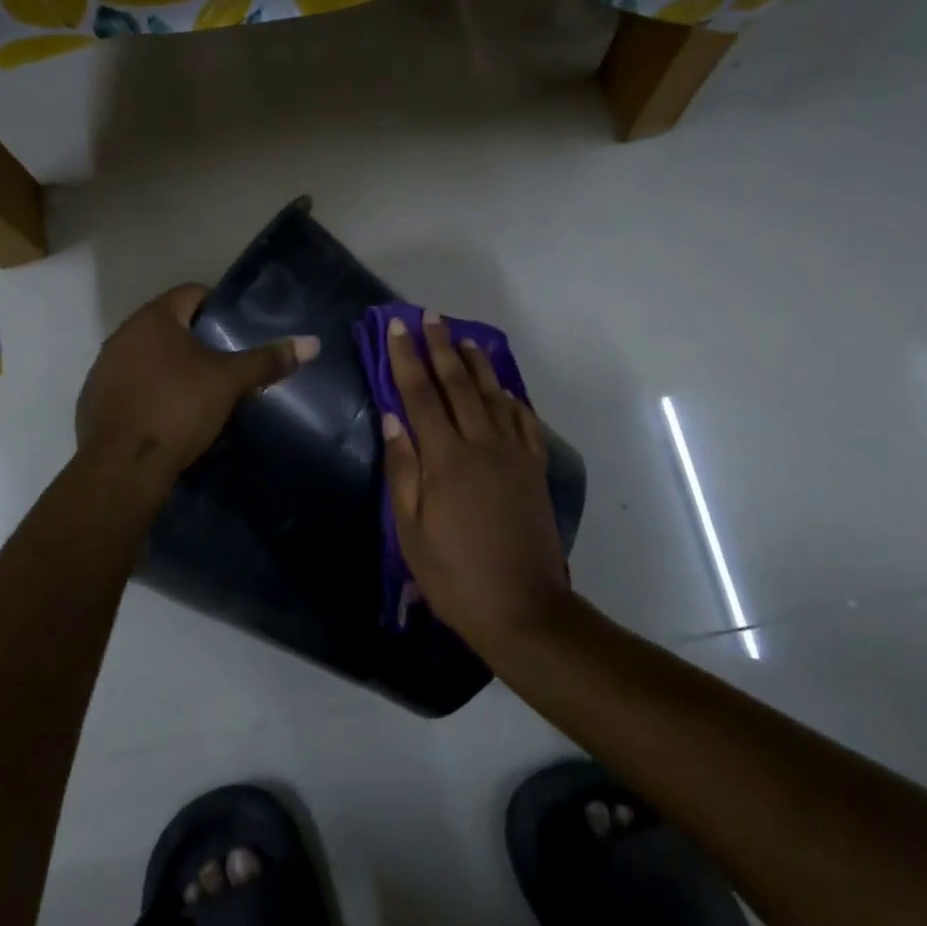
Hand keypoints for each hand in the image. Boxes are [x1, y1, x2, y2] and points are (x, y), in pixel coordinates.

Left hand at [76, 284, 317, 496]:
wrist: (123, 466)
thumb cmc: (178, 409)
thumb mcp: (230, 383)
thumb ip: (267, 360)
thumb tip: (312, 343)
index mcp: (154, 318)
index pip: (191, 293)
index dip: (217, 306)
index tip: (237, 329)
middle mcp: (123, 334)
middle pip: (168, 325)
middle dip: (196, 339)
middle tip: (225, 362)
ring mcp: (104, 368)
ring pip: (147, 356)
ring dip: (170, 366)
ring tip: (199, 390)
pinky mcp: (94, 400)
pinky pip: (130, 384)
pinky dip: (150, 391)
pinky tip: (168, 415)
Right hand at [380, 310, 569, 652]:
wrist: (522, 607)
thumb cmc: (454, 574)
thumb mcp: (411, 530)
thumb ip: (402, 469)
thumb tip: (392, 418)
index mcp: (445, 458)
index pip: (420, 394)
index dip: (406, 358)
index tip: (396, 328)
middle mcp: (481, 444)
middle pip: (458, 384)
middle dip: (440, 347)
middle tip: (429, 317)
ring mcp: (513, 455)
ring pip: (494, 395)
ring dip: (477, 364)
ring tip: (463, 339)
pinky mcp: (534, 470)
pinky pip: (524, 422)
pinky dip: (512, 399)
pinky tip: (506, 390)